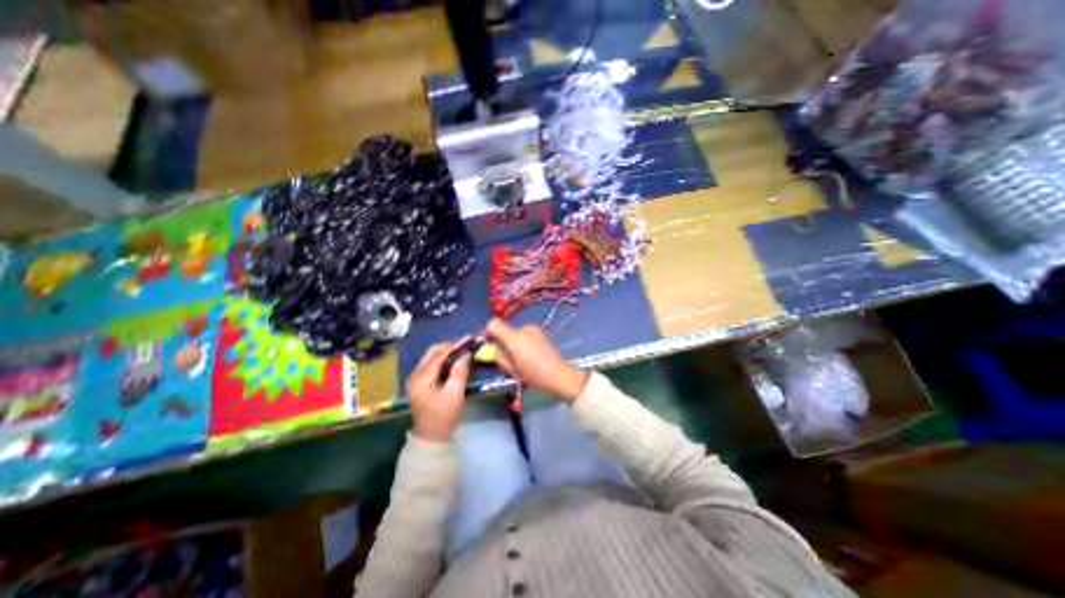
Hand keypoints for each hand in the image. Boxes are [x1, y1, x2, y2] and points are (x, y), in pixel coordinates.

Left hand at [406, 340, 470, 439]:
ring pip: (433, 357)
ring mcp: (418, 378)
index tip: (470, 338)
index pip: (439, 355)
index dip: (456, 346)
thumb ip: (460, 372)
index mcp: (421, 378)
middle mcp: (416, 374)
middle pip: (433, 352)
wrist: (431, 438)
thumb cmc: (443, 418)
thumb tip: (466, 354)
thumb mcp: (454, 395)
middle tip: (468, 345)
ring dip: (449, 352)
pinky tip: (457, 361)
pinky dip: (446, 360)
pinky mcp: (422, 382)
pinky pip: (434, 364)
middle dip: (451, 346)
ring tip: (465, 350)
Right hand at [485, 319, 586, 401]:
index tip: (488, 344)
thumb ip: (499, 356)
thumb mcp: (512, 369)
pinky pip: (524, 335)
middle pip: (505, 329)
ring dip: (512, 342)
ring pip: (515, 333)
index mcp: (515, 338)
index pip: (493, 324)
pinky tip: (528, 355)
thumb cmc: (534, 375)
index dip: (487, 332)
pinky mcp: (541, 333)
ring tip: (518, 358)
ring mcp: (534, 329)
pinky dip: (521, 342)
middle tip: (505, 357)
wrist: (560, 375)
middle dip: (501, 341)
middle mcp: (523, 328)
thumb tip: (492, 348)